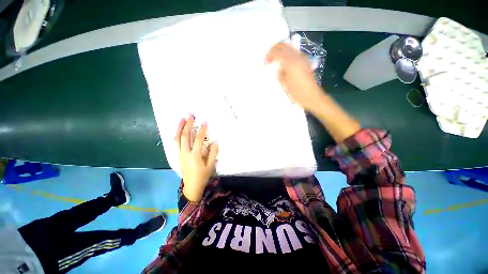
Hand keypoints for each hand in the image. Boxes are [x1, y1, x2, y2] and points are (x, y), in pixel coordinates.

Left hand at [174, 114, 218, 201]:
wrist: (192, 186)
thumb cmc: (202, 176)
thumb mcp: (211, 165)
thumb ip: (213, 153)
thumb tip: (216, 141)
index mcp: (195, 156)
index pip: (198, 140)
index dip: (202, 130)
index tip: (204, 121)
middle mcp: (185, 153)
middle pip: (185, 136)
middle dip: (187, 124)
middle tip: (190, 115)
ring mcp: (180, 154)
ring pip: (177, 139)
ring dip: (179, 128)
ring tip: (181, 119)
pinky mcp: (178, 155)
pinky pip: (175, 143)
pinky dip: (177, 134)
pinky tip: (179, 130)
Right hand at [265, 43, 324, 112]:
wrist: (312, 97)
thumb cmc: (298, 94)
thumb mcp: (285, 85)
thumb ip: (280, 74)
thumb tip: (278, 69)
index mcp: (291, 63)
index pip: (277, 53)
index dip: (269, 56)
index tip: (265, 64)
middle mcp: (297, 57)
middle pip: (284, 46)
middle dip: (274, 50)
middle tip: (268, 58)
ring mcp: (303, 59)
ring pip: (289, 48)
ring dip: (280, 51)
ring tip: (274, 59)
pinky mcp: (305, 62)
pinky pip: (294, 53)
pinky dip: (287, 54)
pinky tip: (283, 62)